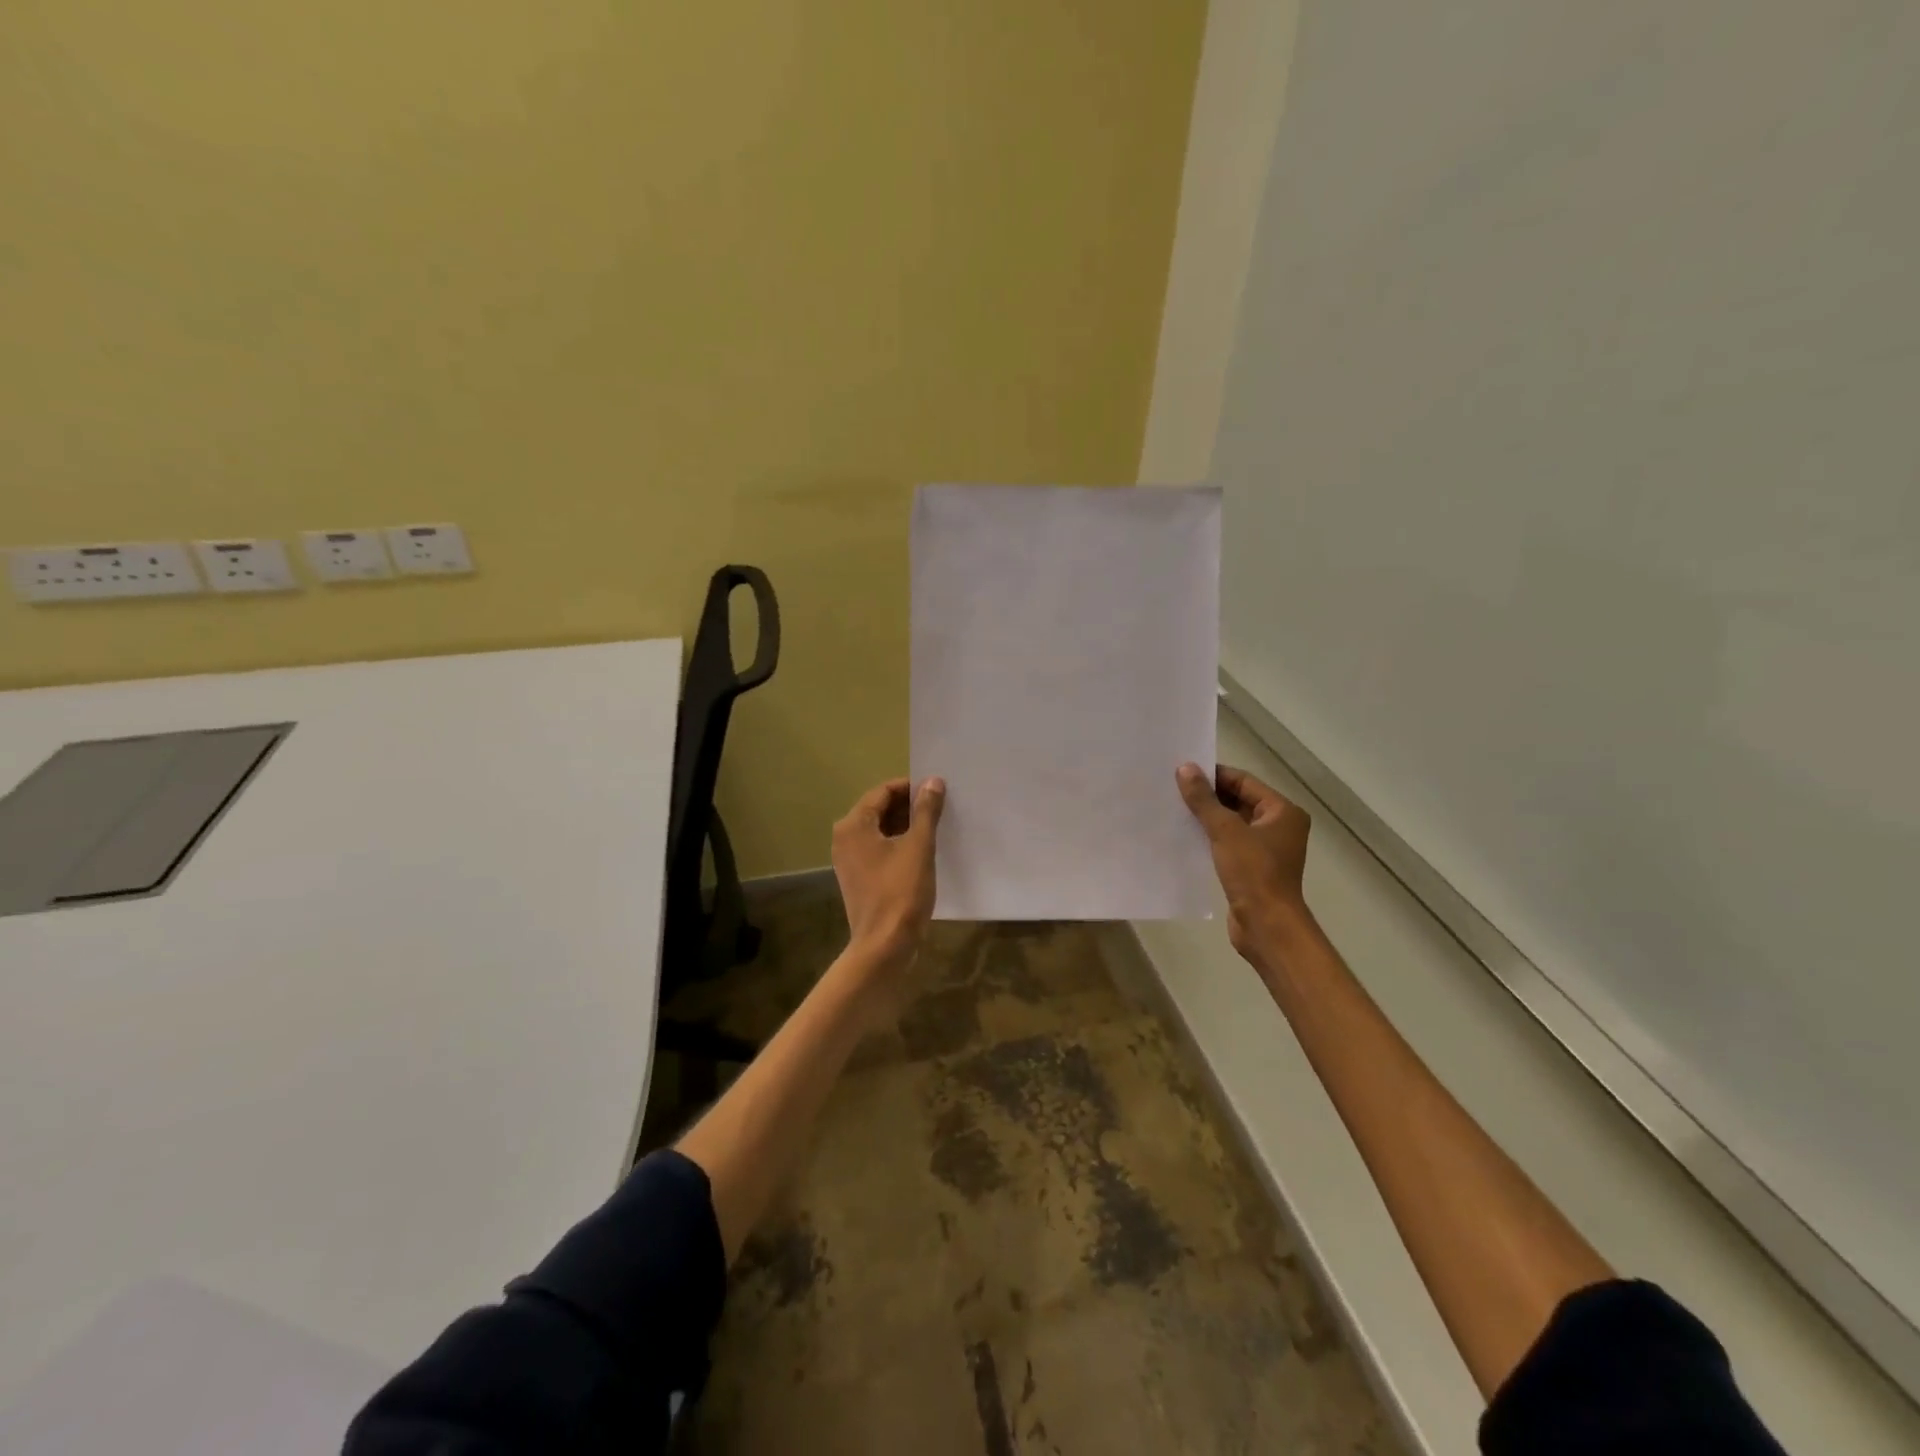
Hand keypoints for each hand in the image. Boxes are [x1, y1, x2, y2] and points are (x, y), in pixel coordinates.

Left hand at [832, 776, 945, 967]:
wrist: (884, 945)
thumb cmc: (901, 891)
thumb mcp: (919, 846)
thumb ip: (926, 810)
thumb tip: (933, 781)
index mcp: (853, 825)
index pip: (883, 792)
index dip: (910, 787)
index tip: (937, 790)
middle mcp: (844, 838)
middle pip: (879, 809)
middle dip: (909, 806)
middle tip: (940, 808)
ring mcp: (849, 859)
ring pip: (880, 830)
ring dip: (905, 826)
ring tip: (936, 827)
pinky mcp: (858, 877)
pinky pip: (878, 849)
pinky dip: (898, 844)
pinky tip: (922, 850)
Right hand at [1177, 763, 1312, 966]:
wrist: (1266, 925)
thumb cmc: (1253, 872)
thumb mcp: (1225, 831)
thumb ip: (1204, 800)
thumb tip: (1185, 768)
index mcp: (1282, 812)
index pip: (1244, 781)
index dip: (1214, 775)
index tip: (1183, 772)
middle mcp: (1278, 826)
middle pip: (1239, 800)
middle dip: (1208, 796)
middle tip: (1174, 788)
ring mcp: (1266, 848)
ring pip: (1232, 822)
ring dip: (1207, 816)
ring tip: (1175, 808)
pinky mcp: (1252, 867)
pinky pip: (1229, 842)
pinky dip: (1210, 837)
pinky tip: (1186, 834)